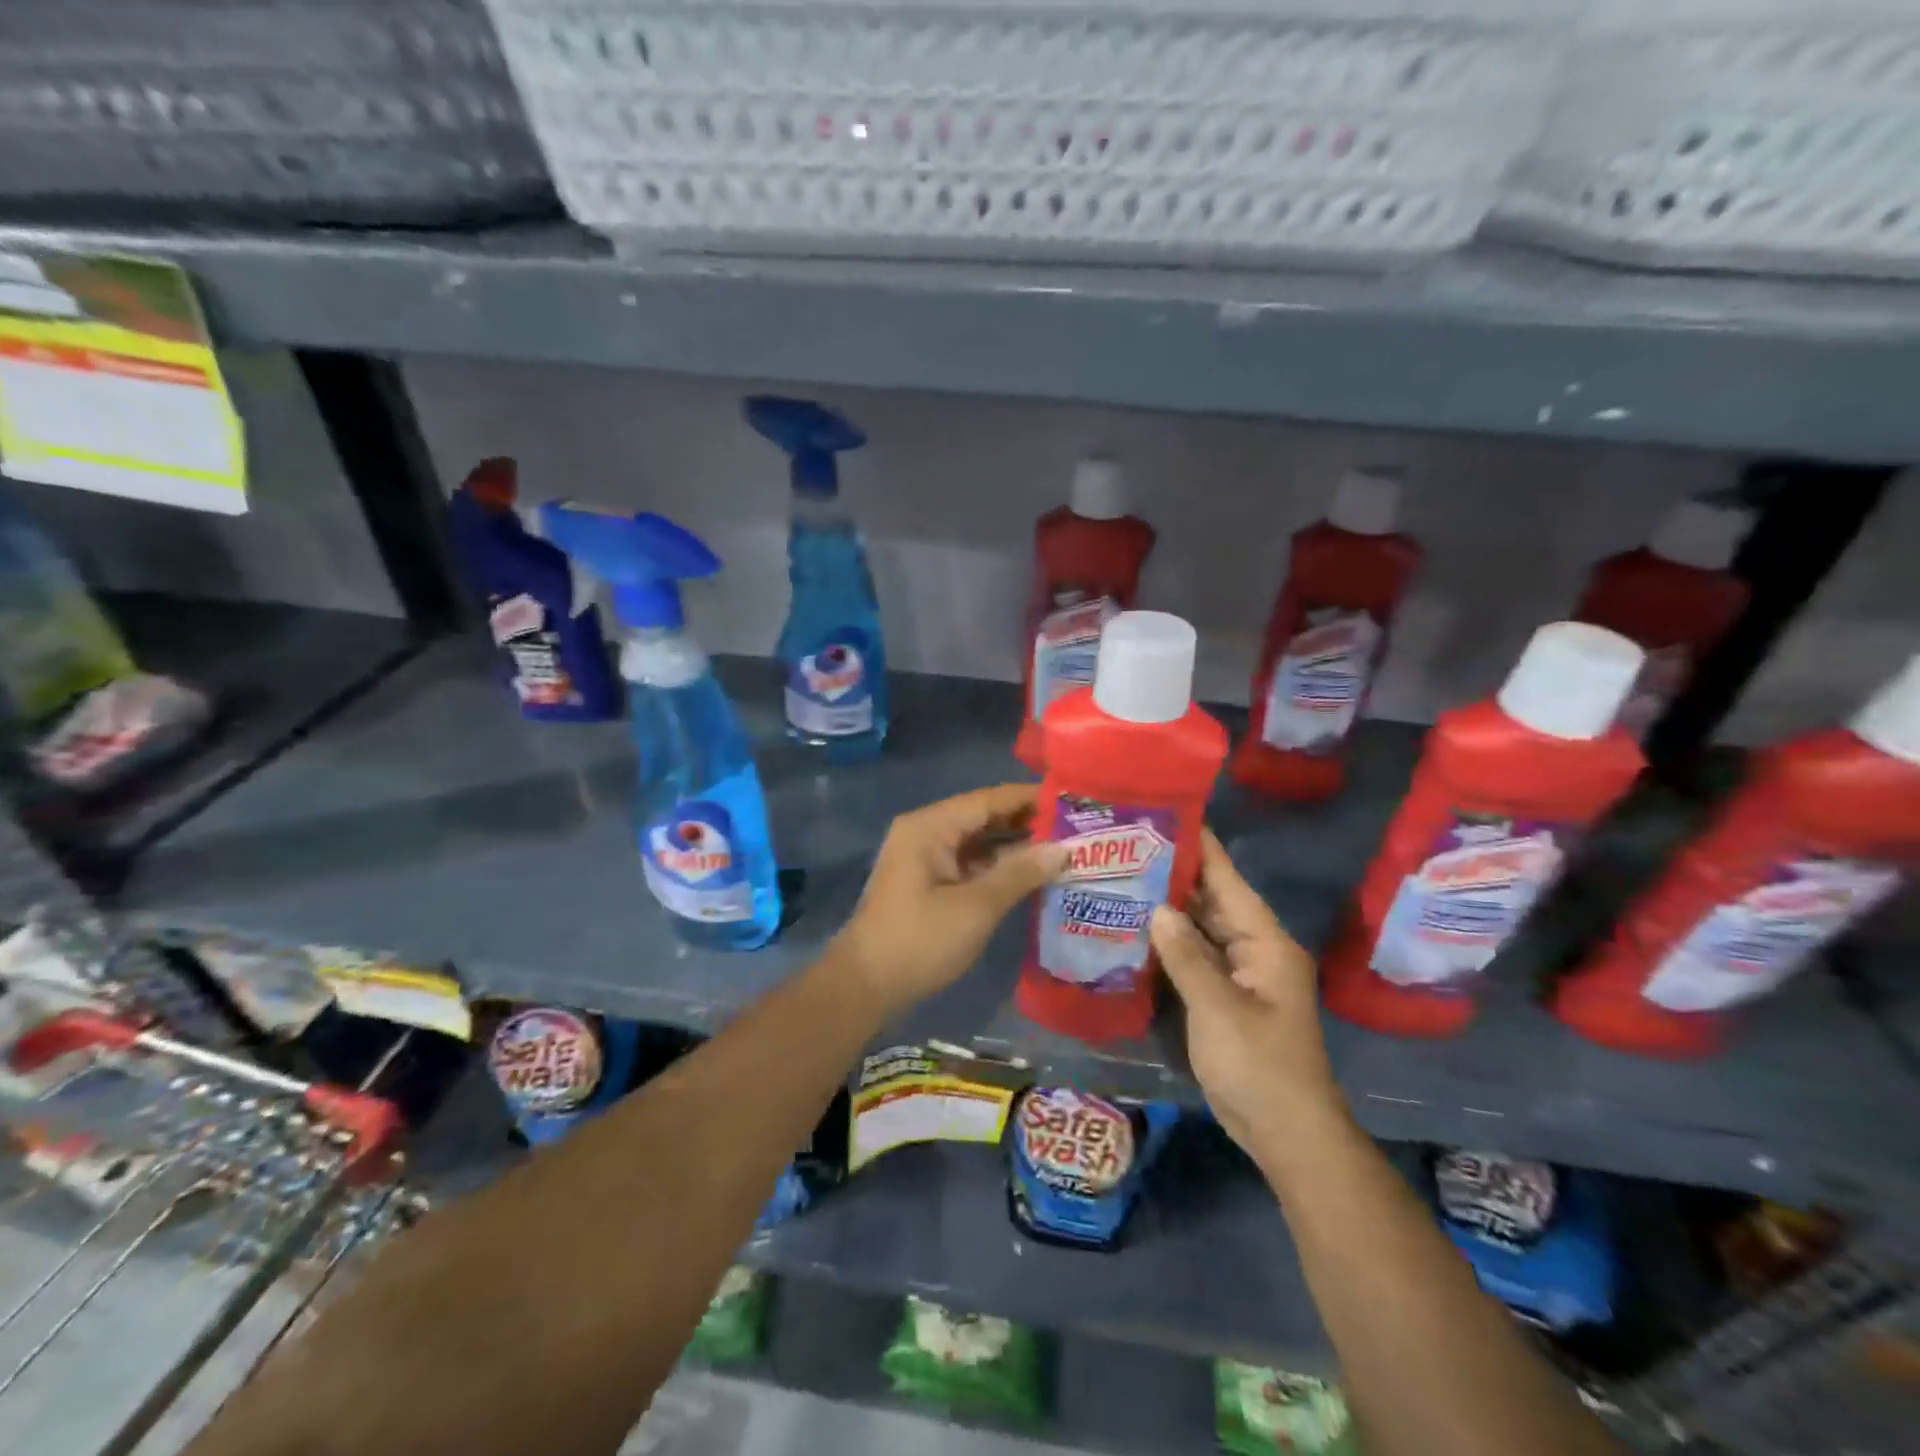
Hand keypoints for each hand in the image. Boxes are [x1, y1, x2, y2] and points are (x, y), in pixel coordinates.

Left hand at [830, 784, 1068, 1020]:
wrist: (865, 986)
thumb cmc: (919, 941)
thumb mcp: (976, 907)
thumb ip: (1020, 873)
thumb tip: (1063, 848)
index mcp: (930, 826)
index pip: (988, 799)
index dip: (1030, 798)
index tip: (1072, 799)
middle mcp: (926, 832)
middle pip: (983, 816)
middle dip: (1027, 822)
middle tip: (1076, 827)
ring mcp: (925, 857)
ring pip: (978, 840)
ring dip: (1015, 845)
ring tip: (1063, 847)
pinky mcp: (929, 880)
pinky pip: (970, 861)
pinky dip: (998, 865)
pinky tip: (1032, 873)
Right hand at [1150, 831, 1341, 1154]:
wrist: (1286, 1132)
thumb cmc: (1259, 1066)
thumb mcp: (1219, 1008)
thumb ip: (1186, 956)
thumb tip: (1157, 908)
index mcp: (1265, 942)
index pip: (1228, 881)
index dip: (1200, 848)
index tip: (1167, 814)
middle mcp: (1253, 948)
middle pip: (1211, 900)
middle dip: (1173, 875)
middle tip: (1127, 847)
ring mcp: (1238, 974)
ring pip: (1199, 929)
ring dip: (1167, 909)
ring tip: (1123, 877)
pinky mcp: (1223, 996)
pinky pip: (1194, 957)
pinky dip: (1168, 943)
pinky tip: (1134, 929)